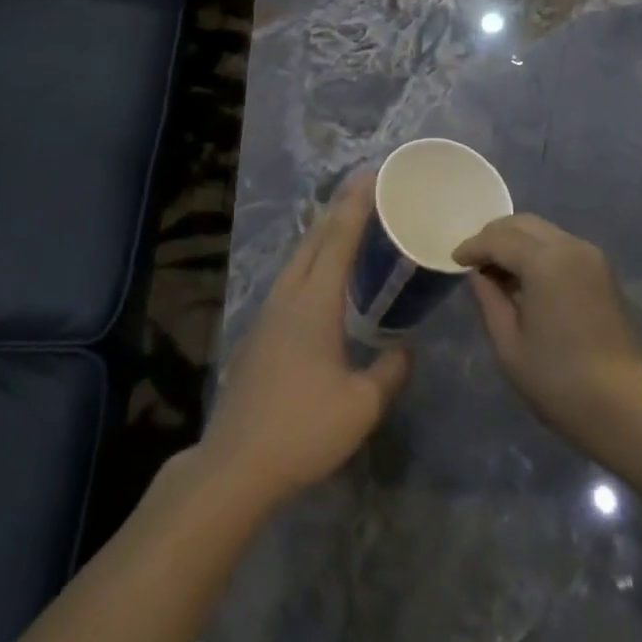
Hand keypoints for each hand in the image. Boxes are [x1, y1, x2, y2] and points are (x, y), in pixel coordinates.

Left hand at [198, 170, 410, 507]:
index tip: (371, 175)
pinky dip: (310, 260)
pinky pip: (290, 278)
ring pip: (297, 257)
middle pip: (314, 239)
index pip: (339, 239)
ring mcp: (268, 313)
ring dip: (321, 233)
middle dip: (339, 208)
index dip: (356, 205)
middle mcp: (288, 296)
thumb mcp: (362, 406)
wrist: (235, 466)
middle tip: (363, 187)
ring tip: (344, 222)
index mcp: (314, 302)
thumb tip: (406, 349)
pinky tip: (318, 276)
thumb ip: (390, 372)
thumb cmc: (302, 429)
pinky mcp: (259, 333)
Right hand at [453, 213, 641, 459]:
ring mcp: (591, 256)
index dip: (473, 246)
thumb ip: (489, 299)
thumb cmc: (559, 381)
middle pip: (523, 224)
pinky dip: (537, 251)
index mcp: (546, 260)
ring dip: (516, 242)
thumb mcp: (509, 344)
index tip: (454, 260)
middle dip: (494, 236)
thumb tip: (479, 274)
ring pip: (543, 231)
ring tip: (496, 271)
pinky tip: (525, 278)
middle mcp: (570, 246)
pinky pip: (560, 246)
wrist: (626, 408)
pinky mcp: (602, 270)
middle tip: (473, 260)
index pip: (499, 238)